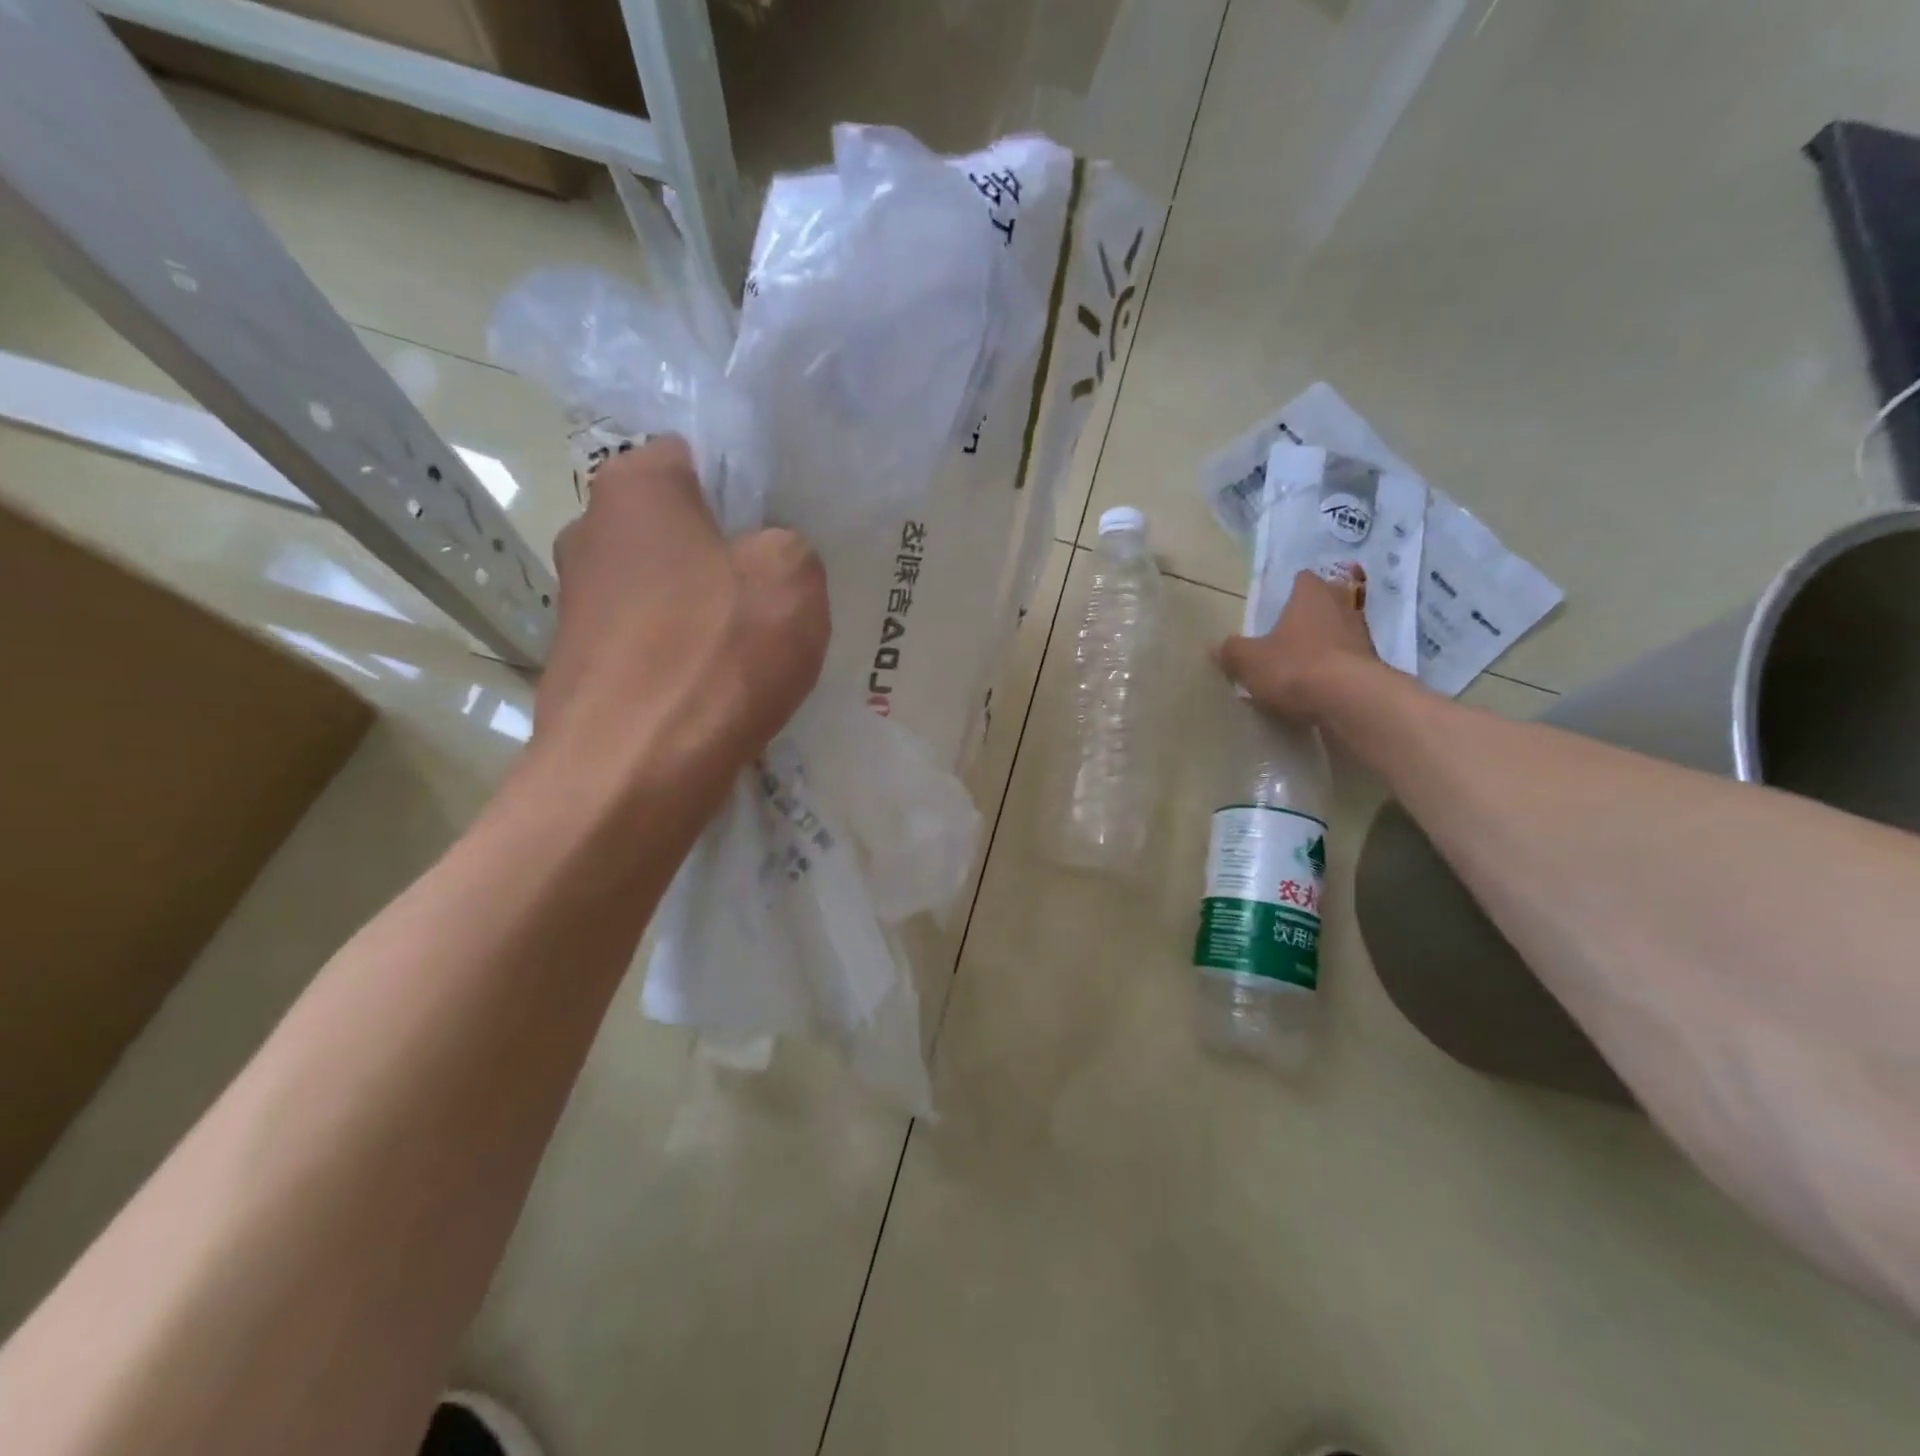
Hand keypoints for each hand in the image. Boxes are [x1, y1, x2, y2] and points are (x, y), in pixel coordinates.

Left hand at [530, 436, 829, 799]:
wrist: (634, 771)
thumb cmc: (717, 653)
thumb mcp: (794, 577)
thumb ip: (790, 546)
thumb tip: (766, 561)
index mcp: (634, 487)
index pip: (698, 459)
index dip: (748, 493)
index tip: (780, 536)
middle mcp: (588, 532)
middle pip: (678, 530)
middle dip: (725, 557)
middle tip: (774, 597)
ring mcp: (576, 604)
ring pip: (665, 592)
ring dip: (705, 614)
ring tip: (749, 656)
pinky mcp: (579, 667)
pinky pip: (650, 645)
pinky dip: (682, 661)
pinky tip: (714, 694)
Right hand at [1215, 564, 1379, 722]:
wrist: (1351, 702)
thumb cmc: (1295, 667)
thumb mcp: (1249, 661)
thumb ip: (1232, 651)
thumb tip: (1217, 647)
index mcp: (1311, 595)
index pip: (1303, 579)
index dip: (1291, 589)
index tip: (1279, 603)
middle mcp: (1342, 607)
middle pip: (1327, 602)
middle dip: (1311, 614)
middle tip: (1289, 631)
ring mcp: (1362, 637)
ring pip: (1339, 631)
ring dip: (1325, 642)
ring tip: (1302, 662)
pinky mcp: (1372, 666)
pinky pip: (1347, 661)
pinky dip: (1335, 669)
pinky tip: (1317, 686)